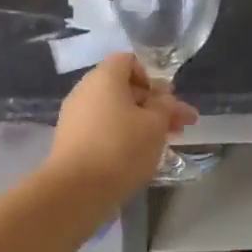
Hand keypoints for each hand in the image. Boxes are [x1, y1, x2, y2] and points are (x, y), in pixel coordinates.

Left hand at [47, 54, 197, 198]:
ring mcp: (75, 116)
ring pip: (115, 111)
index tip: (168, 99)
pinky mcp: (71, 141)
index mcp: (104, 77)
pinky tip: (140, 156)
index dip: (152, 76)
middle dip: (155, 105)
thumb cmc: (121, 148)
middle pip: (125, 88)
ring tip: (166, 143)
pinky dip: (123, 136)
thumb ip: (165, 106)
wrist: (76, 191)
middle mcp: (85, 90)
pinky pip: (103, 129)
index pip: (129, 61)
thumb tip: (162, 98)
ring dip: (142, 123)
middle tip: (180, 125)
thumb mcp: (155, 124)